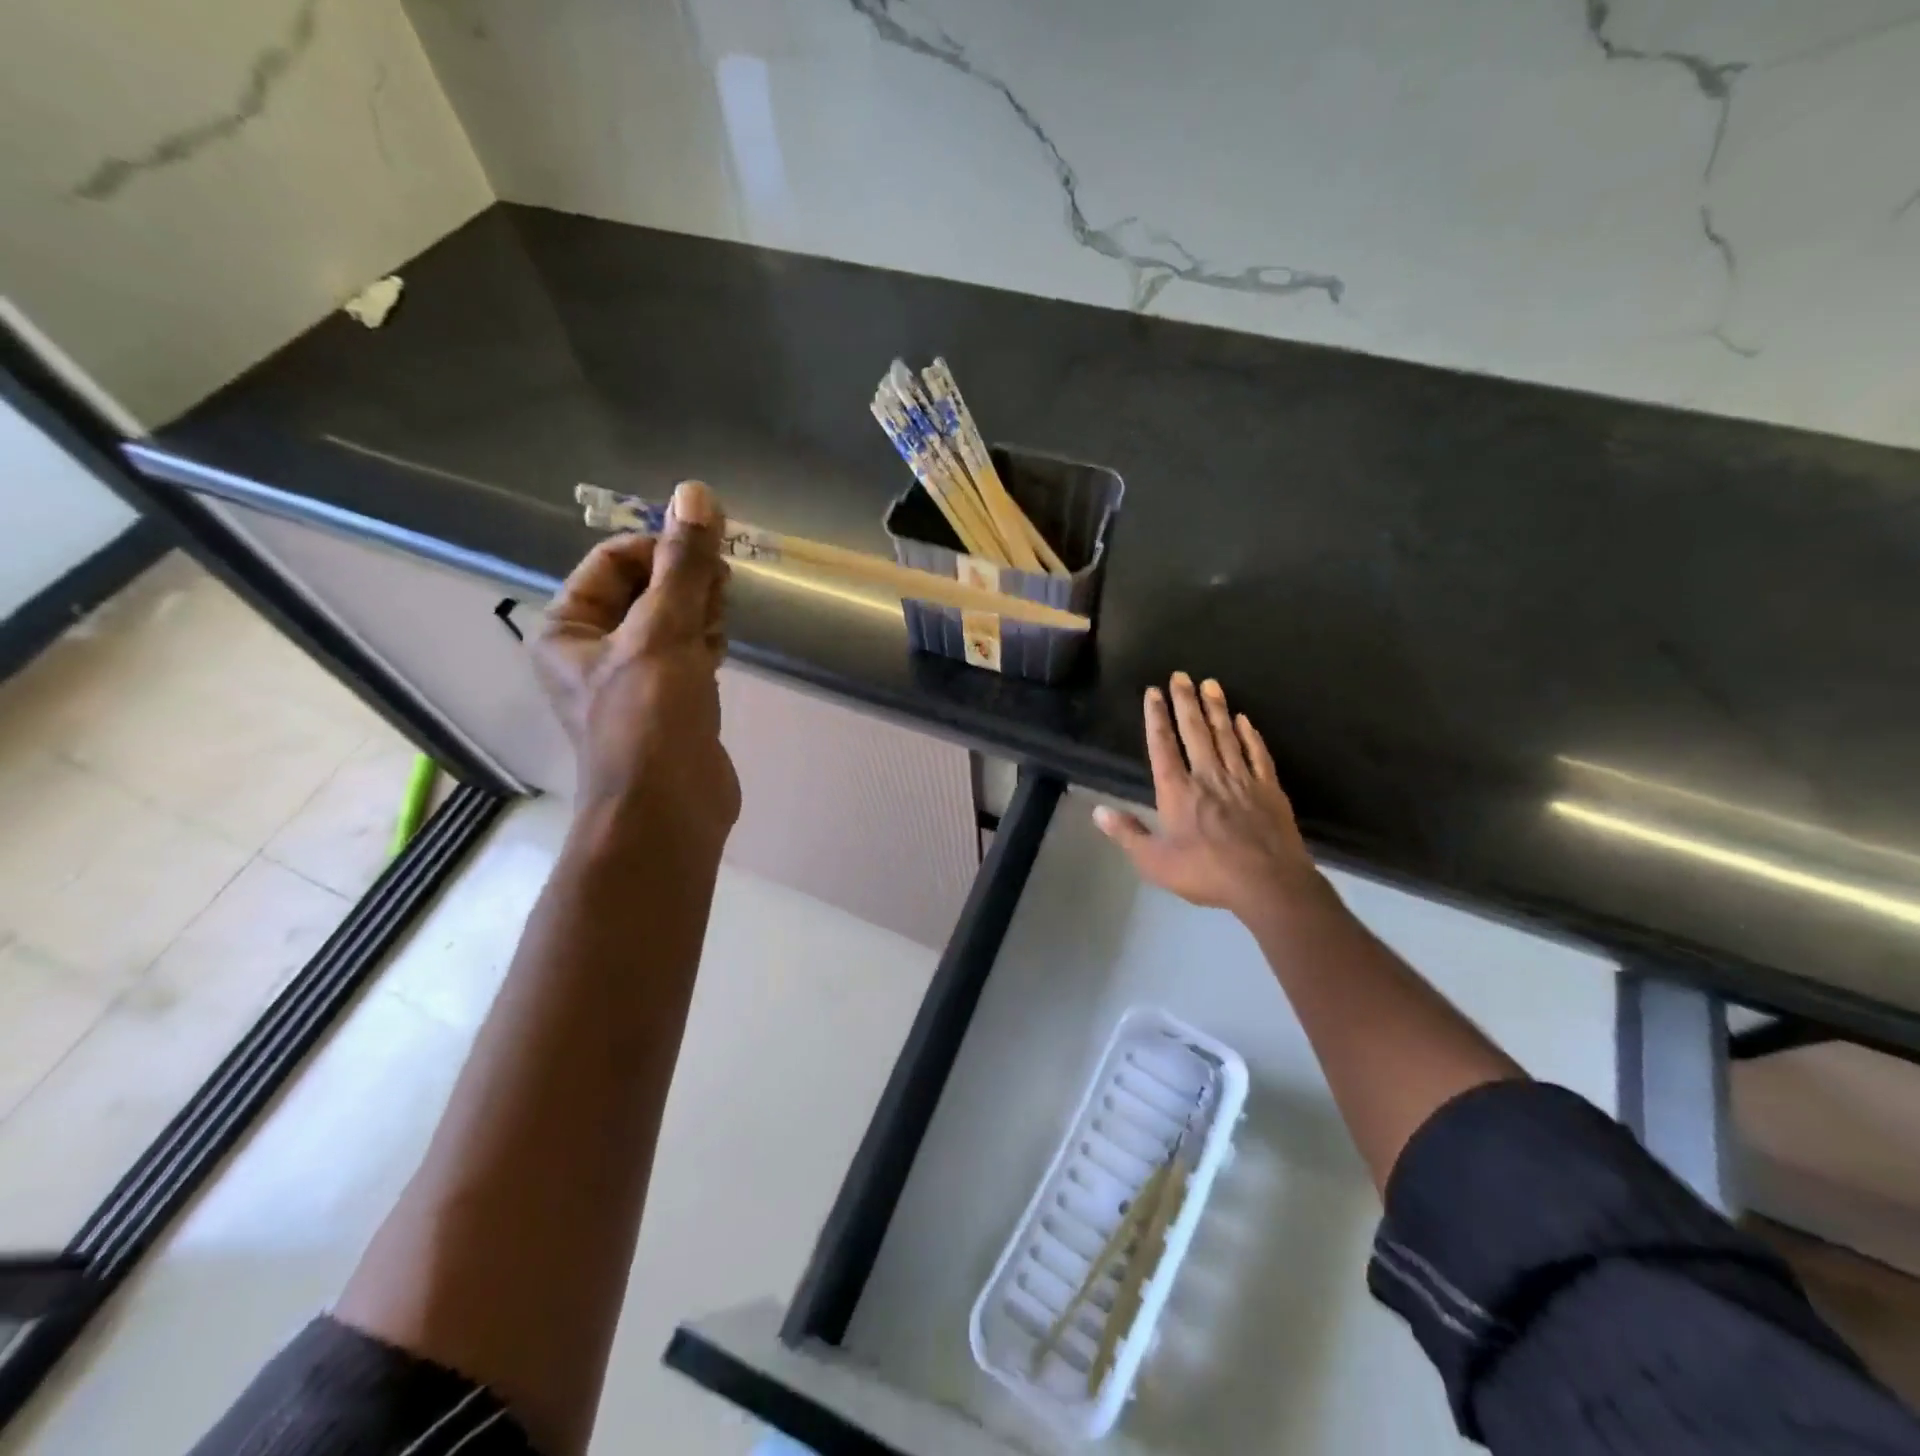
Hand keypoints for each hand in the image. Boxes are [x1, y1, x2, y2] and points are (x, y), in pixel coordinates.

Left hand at [534, 480, 739, 862]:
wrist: (667, 811)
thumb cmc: (650, 717)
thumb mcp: (664, 631)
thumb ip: (683, 563)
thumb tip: (696, 493)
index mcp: (567, 627)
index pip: (613, 561)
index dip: (660, 548)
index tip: (707, 557)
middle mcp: (593, 649)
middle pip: (645, 589)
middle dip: (685, 583)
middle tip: (721, 592)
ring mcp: (633, 679)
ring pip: (671, 621)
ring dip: (700, 613)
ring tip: (721, 628)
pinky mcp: (669, 702)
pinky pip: (687, 653)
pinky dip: (706, 643)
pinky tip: (722, 650)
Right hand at [1094, 673, 1325, 922]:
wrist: (1268, 883)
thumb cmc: (1206, 872)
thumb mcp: (1155, 861)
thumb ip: (1127, 834)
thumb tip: (1097, 811)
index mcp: (1177, 791)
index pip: (1162, 746)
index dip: (1156, 717)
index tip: (1153, 692)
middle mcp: (1208, 775)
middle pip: (1194, 731)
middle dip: (1185, 701)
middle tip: (1180, 675)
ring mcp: (1242, 779)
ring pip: (1226, 735)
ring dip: (1216, 708)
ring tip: (1210, 683)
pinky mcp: (1269, 788)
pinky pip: (1257, 754)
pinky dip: (1250, 735)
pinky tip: (1245, 720)